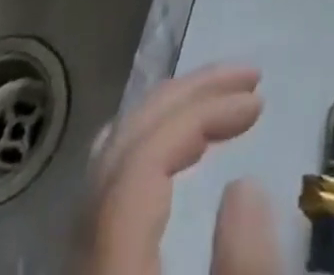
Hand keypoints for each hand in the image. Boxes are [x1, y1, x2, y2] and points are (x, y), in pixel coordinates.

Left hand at [76, 66, 279, 274]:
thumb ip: (245, 274)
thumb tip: (244, 185)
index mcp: (109, 271)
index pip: (142, 161)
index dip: (199, 116)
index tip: (257, 103)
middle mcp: (80, 262)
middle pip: (120, 149)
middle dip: (186, 99)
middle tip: (247, 78)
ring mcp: (76, 268)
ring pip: (107, 166)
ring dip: (167, 118)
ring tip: (221, 100)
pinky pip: (106, 191)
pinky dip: (148, 151)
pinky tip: (179, 154)